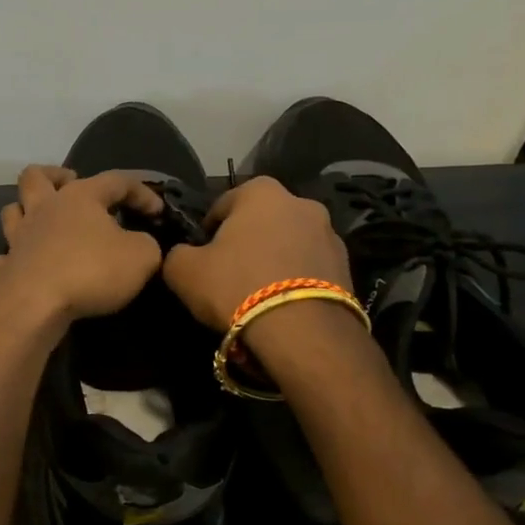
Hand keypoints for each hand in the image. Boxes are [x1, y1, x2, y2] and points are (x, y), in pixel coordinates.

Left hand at [0, 166, 165, 323]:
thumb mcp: (141, 257)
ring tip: (44, 221)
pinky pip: (6, 255)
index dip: (140, 192)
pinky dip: (15, 256)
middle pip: (36, 176)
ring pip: (13, 210)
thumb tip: (140, 243)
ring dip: (26, 211)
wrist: (34, 304)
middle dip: (54, 175)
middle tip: (70, 183)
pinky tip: (26, 264)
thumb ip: (146, 245)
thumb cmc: (90, 270)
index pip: (115, 181)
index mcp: (79, 197)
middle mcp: (44, 208)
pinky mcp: (6, 267)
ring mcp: (19, 237)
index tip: (157, 211)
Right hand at [162, 177, 351, 329]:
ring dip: (275, 258)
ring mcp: (329, 233)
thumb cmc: (236, 287)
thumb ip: (177, 254)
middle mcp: (301, 202)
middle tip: (230, 274)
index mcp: (261, 192)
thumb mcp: (183, 271)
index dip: (208, 231)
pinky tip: (283, 304)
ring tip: (259, 293)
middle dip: (247, 241)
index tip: (202, 257)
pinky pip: (310, 267)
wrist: (303, 332)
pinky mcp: (347, 266)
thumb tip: (183, 254)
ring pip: (289, 242)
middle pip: (261, 221)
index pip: (223, 205)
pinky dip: (297, 278)